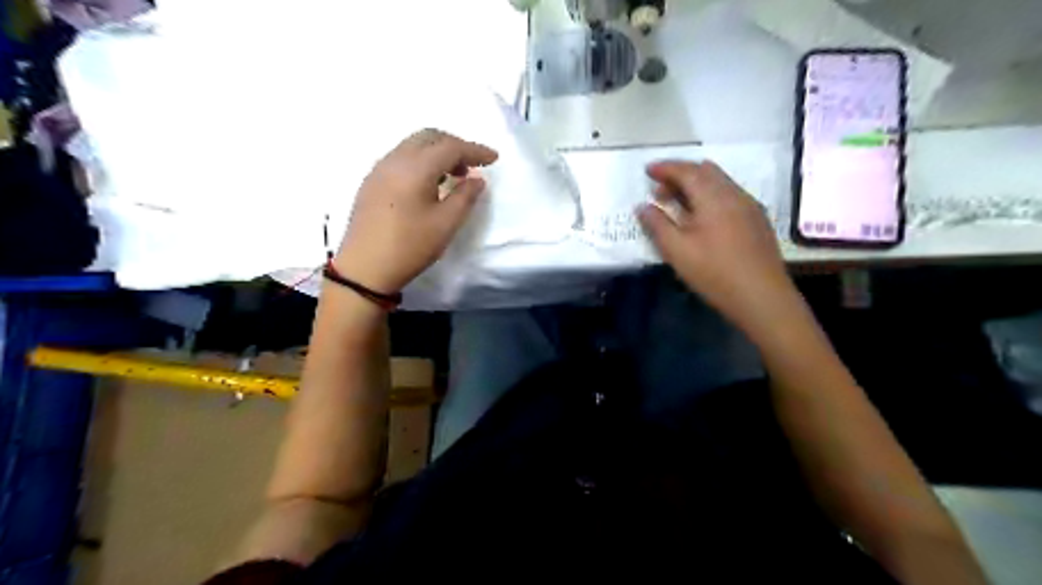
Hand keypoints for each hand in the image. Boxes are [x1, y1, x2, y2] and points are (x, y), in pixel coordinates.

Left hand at [333, 128, 495, 291]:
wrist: (364, 269)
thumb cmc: (410, 246)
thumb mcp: (445, 224)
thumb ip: (465, 197)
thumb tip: (476, 179)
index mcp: (415, 167)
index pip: (450, 146)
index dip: (475, 150)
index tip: (494, 158)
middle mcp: (395, 159)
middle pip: (429, 137)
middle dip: (454, 145)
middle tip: (472, 165)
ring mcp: (379, 169)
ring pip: (413, 146)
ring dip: (437, 152)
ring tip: (453, 175)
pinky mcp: (371, 182)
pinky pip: (401, 158)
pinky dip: (421, 161)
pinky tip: (428, 184)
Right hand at [639, 159, 798, 335]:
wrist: (762, 296)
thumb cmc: (714, 273)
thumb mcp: (677, 250)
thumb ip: (657, 225)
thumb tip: (642, 206)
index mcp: (713, 197)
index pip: (686, 171)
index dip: (665, 168)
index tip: (647, 170)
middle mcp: (734, 194)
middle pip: (705, 171)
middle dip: (680, 175)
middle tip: (659, 190)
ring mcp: (750, 206)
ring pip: (719, 183)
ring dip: (696, 185)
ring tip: (678, 203)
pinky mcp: (757, 220)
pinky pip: (729, 195)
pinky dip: (710, 196)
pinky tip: (703, 217)